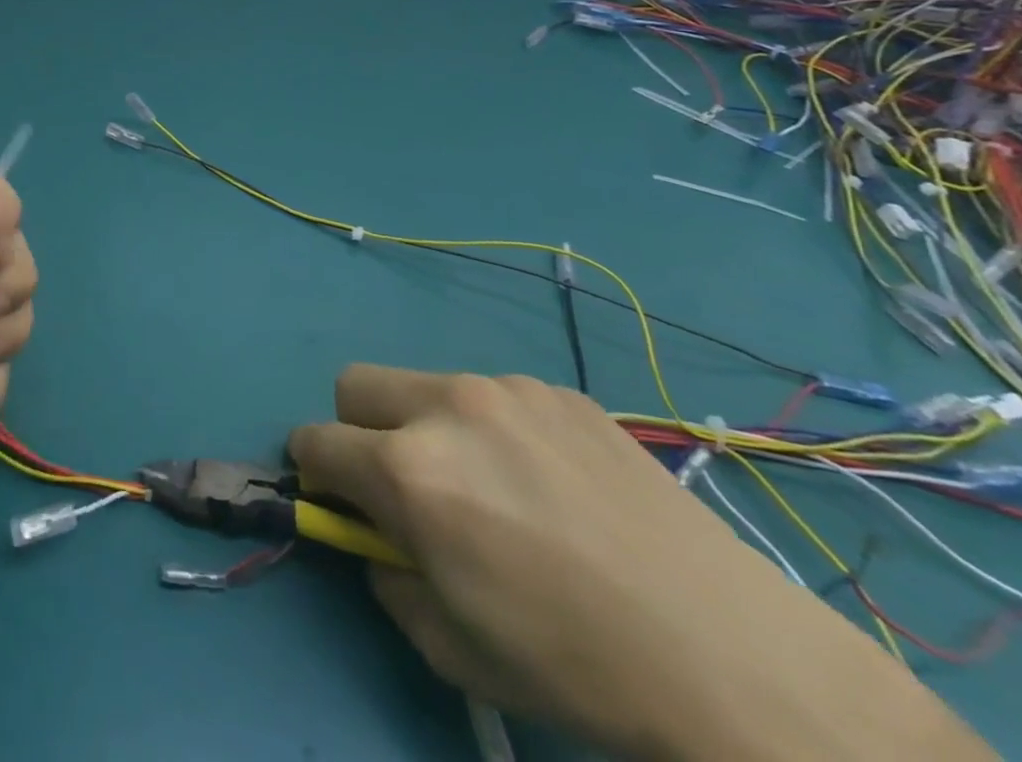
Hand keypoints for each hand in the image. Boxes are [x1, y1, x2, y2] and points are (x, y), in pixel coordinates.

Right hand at [289, 366, 993, 761]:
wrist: (737, 660)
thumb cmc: (575, 666)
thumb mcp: (450, 645)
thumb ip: (385, 574)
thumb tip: (372, 535)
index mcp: (408, 470)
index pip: (315, 440)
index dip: (314, 470)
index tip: (335, 495)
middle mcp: (445, 408)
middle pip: (354, 385)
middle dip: (358, 430)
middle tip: (406, 484)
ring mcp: (505, 390)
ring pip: (425, 386)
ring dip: (429, 426)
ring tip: (496, 488)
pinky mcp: (558, 390)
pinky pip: (493, 396)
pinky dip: (493, 429)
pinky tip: (552, 484)